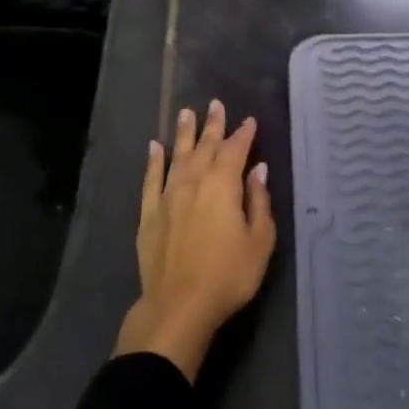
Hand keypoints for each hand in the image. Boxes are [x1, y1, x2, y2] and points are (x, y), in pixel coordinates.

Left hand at [115, 100, 275, 380]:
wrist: (179, 304)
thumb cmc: (229, 275)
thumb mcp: (259, 241)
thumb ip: (258, 201)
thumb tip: (258, 169)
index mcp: (223, 185)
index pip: (235, 150)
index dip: (243, 134)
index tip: (249, 120)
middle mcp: (194, 181)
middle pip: (205, 146)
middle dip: (213, 125)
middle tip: (216, 104)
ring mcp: (168, 196)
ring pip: (177, 156)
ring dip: (183, 134)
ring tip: (186, 113)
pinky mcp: (149, 213)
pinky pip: (151, 179)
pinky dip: (154, 161)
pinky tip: (154, 147)